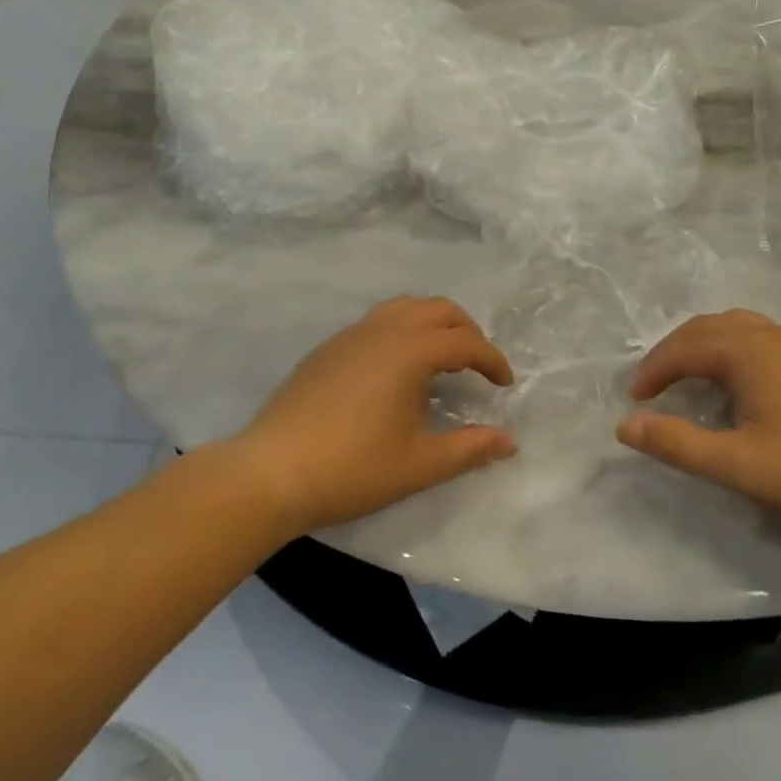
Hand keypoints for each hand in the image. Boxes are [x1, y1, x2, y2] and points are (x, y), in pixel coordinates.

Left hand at [227, 296, 515, 535]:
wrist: (271, 472)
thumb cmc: (353, 468)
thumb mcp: (420, 465)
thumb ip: (470, 448)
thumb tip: (509, 441)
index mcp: (410, 351)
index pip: (465, 343)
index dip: (492, 361)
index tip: (504, 385)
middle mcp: (383, 330)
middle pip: (438, 310)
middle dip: (467, 332)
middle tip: (477, 367)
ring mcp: (350, 335)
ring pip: (404, 308)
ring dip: (432, 324)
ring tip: (441, 360)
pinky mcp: (327, 348)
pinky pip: (377, 322)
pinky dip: (402, 331)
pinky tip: (396, 371)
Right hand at [617, 309, 780, 523]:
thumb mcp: (739, 464)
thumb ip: (679, 444)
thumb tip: (625, 425)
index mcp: (744, 351)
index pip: (681, 348)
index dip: (652, 372)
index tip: (635, 401)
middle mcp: (764, 335)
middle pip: (703, 328)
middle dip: (670, 353)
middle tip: (652, 386)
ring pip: (730, 326)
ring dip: (698, 345)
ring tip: (685, 375)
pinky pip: (751, 335)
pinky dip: (724, 347)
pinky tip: (733, 379)